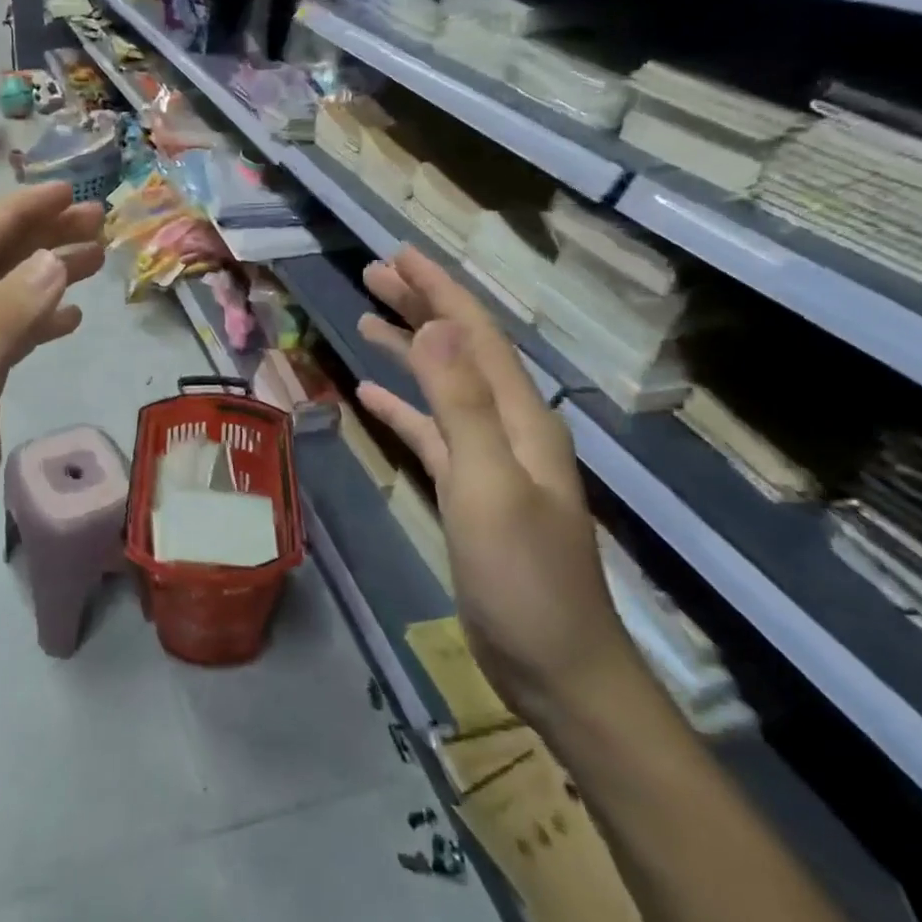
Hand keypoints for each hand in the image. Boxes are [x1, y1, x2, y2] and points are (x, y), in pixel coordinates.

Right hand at [355, 248, 637, 721]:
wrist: (555, 665)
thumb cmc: (523, 578)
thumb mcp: (489, 487)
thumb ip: (463, 406)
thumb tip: (439, 328)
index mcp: (521, 417)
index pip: (476, 335)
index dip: (439, 290)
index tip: (400, 255)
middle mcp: (508, 426)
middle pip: (460, 350)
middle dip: (421, 306)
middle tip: (374, 274)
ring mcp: (488, 459)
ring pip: (442, 386)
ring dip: (409, 349)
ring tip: (367, 320)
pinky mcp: (468, 490)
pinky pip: (431, 431)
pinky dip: (403, 406)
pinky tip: (371, 394)